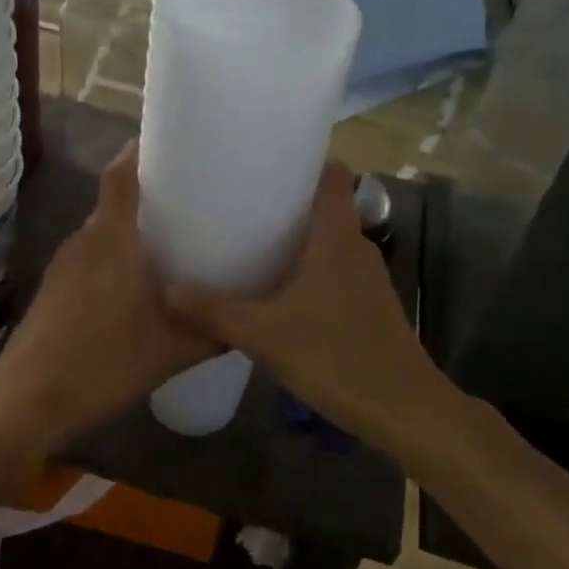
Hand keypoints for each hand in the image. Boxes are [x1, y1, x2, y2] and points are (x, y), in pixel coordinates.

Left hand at [0, 143, 215, 452]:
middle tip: (193, 202)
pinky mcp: (54, 288)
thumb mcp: (172, 352)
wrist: (28, 400)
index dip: (141, 151)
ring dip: (132, 230)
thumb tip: (247, 323)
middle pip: (116, 201)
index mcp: (112, 239)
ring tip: (173, 242)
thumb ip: (213, 332)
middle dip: (150, 195)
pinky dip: (115, 256)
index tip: (173, 145)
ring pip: (103, 232)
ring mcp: (63, 264)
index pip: (121, 173)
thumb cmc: (103, 364)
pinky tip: (138, 285)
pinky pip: (91, 256)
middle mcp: (84, 240)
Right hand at [162, 163, 444, 446]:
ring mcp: (367, 279)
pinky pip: (333, 272)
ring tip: (249, 242)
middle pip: (325, 207)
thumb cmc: (337, 356)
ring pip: (328, 243)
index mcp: (337, 237)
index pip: (333, 175)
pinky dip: (307, 271)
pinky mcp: (368, 306)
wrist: (402, 409)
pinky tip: (276, 292)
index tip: (266, 160)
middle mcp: (356, 248)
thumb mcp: (266, 334)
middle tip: (239, 203)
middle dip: (286, 202)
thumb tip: (165, 292)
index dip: (306, 160)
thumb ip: (215, 311)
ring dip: (296, 240)